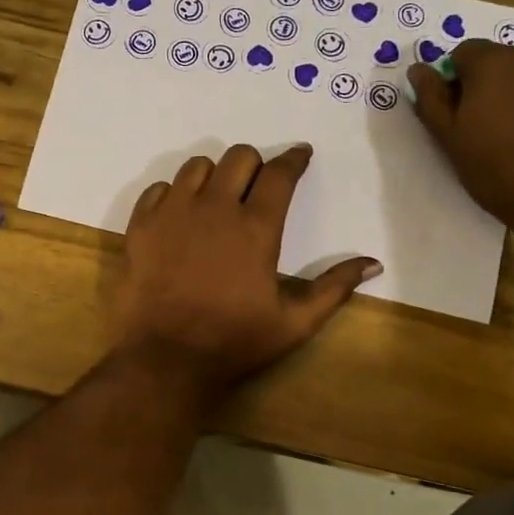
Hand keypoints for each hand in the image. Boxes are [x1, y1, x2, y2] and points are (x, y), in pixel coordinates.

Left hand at [114, 144, 380, 396]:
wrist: (165, 359)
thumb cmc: (234, 342)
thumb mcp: (294, 323)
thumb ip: (334, 288)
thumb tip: (373, 263)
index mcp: (256, 228)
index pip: (280, 174)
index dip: (294, 159)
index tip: (300, 155)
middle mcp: (215, 208)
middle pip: (238, 157)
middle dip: (254, 164)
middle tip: (257, 185)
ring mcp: (172, 213)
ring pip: (196, 166)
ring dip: (213, 175)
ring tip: (216, 198)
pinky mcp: (140, 226)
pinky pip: (158, 189)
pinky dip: (172, 194)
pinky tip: (179, 216)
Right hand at [408, 42, 513, 239]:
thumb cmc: (501, 171)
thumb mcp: (452, 141)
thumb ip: (432, 101)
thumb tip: (418, 70)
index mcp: (493, 62)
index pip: (463, 54)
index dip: (457, 83)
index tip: (460, 116)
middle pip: (503, 61)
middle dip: (493, 87)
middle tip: (490, 130)